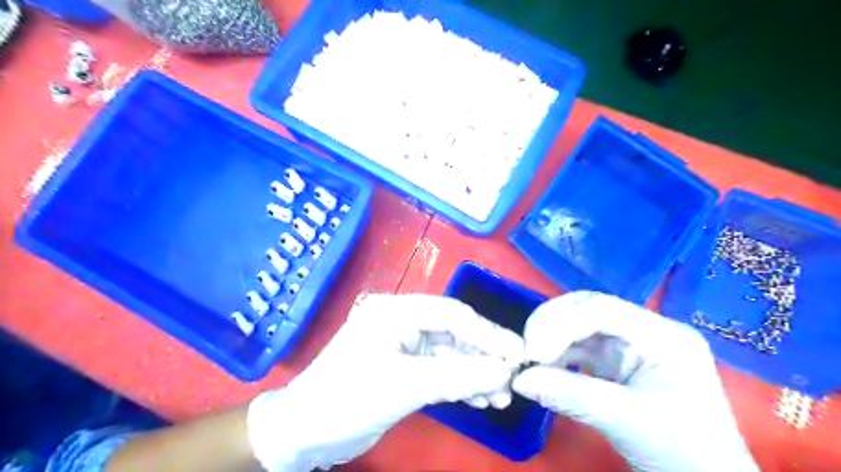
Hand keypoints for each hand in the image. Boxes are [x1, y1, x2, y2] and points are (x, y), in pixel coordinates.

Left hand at [249, 294, 523, 470]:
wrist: (304, 433)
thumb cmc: (347, 399)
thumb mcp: (404, 386)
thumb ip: (457, 375)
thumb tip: (505, 371)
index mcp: (396, 311)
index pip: (452, 314)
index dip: (487, 333)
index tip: (518, 354)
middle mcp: (402, 321)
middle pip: (454, 332)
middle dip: (484, 356)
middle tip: (514, 379)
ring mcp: (404, 345)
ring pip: (451, 353)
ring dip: (476, 373)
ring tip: (500, 397)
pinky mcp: (405, 367)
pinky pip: (441, 370)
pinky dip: (461, 383)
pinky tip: (480, 399)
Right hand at [513, 292, 762, 471]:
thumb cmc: (681, 452)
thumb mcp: (625, 421)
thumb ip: (570, 395)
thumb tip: (518, 380)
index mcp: (662, 335)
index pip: (603, 309)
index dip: (562, 323)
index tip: (534, 351)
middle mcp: (644, 331)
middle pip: (587, 310)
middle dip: (552, 325)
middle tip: (526, 349)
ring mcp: (629, 346)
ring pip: (578, 326)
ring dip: (550, 339)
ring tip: (530, 360)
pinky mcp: (615, 363)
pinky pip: (578, 348)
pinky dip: (557, 356)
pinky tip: (542, 369)